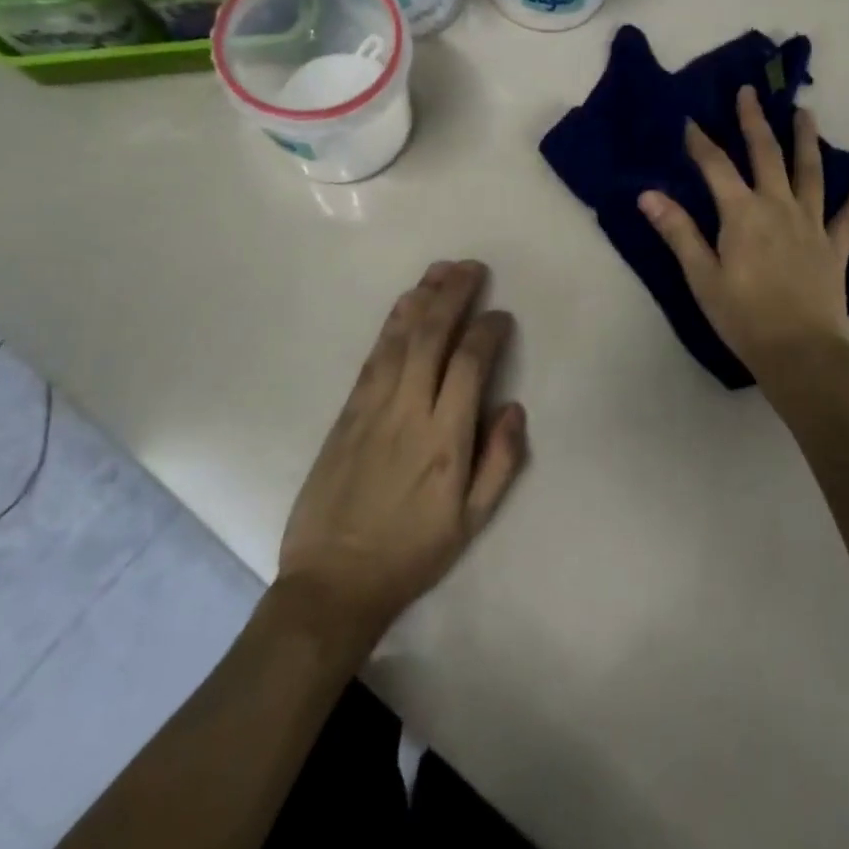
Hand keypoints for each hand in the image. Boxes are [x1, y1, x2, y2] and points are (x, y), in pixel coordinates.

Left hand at [278, 261, 527, 643]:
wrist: (334, 581)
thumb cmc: (412, 553)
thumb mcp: (472, 522)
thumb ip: (500, 462)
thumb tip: (514, 407)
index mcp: (446, 440)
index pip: (470, 364)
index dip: (487, 331)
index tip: (501, 316)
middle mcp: (409, 412)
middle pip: (432, 337)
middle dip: (453, 295)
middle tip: (472, 267)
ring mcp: (372, 408)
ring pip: (399, 339)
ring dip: (422, 299)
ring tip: (440, 270)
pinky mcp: (346, 413)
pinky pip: (372, 358)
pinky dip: (391, 325)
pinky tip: (403, 306)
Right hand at [639, 86, 848, 375]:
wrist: (801, 351)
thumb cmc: (743, 316)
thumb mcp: (702, 276)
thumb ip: (678, 232)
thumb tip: (648, 194)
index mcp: (742, 214)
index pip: (717, 167)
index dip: (702, 143)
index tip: (691, 122)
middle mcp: (779, 207)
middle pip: (766, 155)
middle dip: (754, 122)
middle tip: (750, 92)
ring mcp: (812, 224)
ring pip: (810, 172)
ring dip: (806, 140)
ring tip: (805, 112)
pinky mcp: (835, 247)